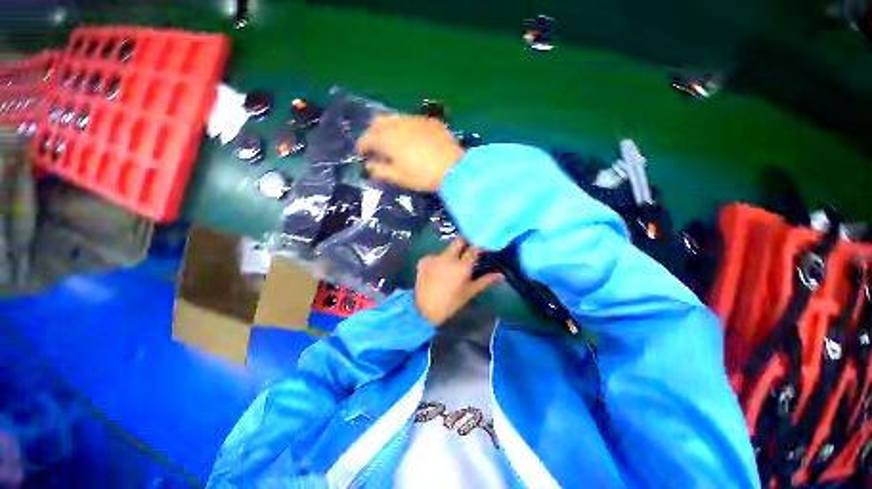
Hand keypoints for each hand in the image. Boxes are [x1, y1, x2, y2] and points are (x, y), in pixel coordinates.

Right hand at [356, 114, 464, 191]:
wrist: (453, 169)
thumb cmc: (423, 176)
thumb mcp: (399, 177)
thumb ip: (380, 171)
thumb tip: (369, 166)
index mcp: (388, 139)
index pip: (367, 139)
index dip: (361, 146)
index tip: (361, 154)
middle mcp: (399, 124)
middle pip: (378, 122)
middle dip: (373, 132)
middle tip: (376, 145)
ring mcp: (416, 120)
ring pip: (395, 118)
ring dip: (389, 127)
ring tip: (394, 141)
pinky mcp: (430, 121)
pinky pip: (413, 120)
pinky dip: (407, 127)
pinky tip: (414, 138)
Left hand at [414, 238, 501, 325]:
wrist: (424, 310)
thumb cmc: (451, 303)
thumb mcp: (469, 292)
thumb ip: (485, 281)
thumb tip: (501, 275)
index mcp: (461, 266)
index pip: (474, 249)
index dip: (479, 247)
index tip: (482, 249)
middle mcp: (448, 257)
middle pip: (459, 241)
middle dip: (465, 243)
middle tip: (468, 250)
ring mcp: (434, 257)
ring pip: (446, 249)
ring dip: (451, 254)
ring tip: (450, 267)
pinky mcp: (423, 260)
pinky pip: (435, 256)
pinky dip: (438, 261)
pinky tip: (438, 271)